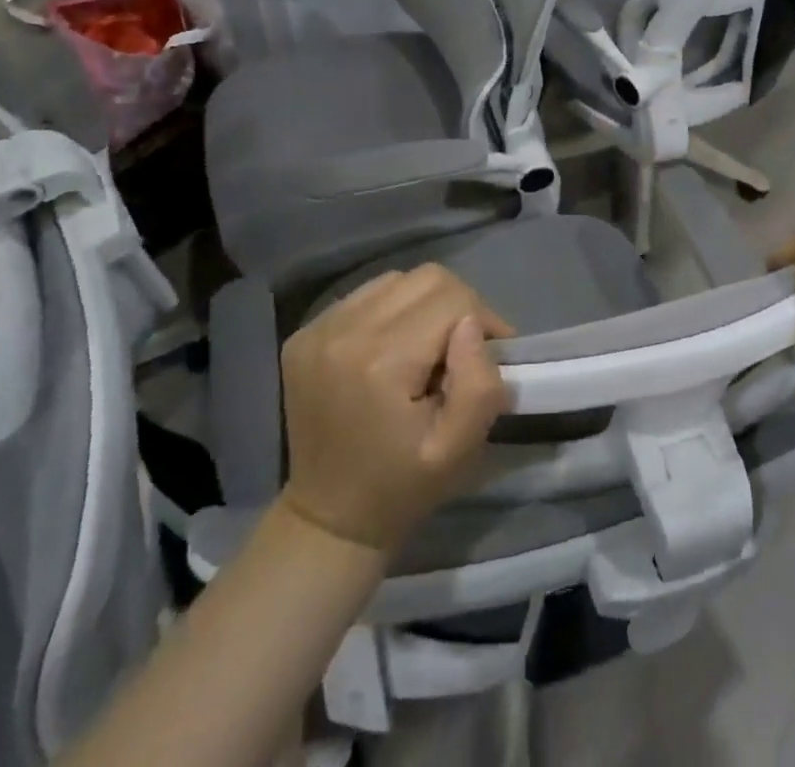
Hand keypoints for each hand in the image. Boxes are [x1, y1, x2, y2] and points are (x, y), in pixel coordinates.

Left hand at [277, 264, 513, 551]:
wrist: (328, 518)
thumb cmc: (402, 487)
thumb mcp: (458, 449)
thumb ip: (479, 384)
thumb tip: (472, 326)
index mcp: (380, 361)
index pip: (453, 299)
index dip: (483, 321)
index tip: (490, 354)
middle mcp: (343, 331)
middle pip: (426, 278)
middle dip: (457, 305)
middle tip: (460, 350)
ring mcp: (317, 328)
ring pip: (397, 280)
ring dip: (423, 305)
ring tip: (424, 349)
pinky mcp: (305, 332)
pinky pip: (367, 295)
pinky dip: (391, 311)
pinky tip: (391, 350)